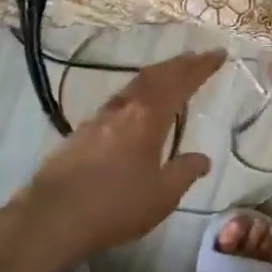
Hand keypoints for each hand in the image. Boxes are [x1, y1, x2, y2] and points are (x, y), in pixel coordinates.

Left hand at [0, 50, 223, 271]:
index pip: (180, 83)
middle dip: (178, 65)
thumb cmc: (116, 205)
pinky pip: (117, 102)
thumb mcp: (162, 195)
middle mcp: (123, 109)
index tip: (218, 54)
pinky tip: (135, 107)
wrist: (53, 217)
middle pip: (154, 76)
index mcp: (147, 117)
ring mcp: (98, 119)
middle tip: (196, 57)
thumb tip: (203, 159)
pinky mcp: (81, 134)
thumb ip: (184, 172)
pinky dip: (136, 95)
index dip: (200, 67)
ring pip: (133, 86)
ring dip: (155, 77)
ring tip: (169, 76)